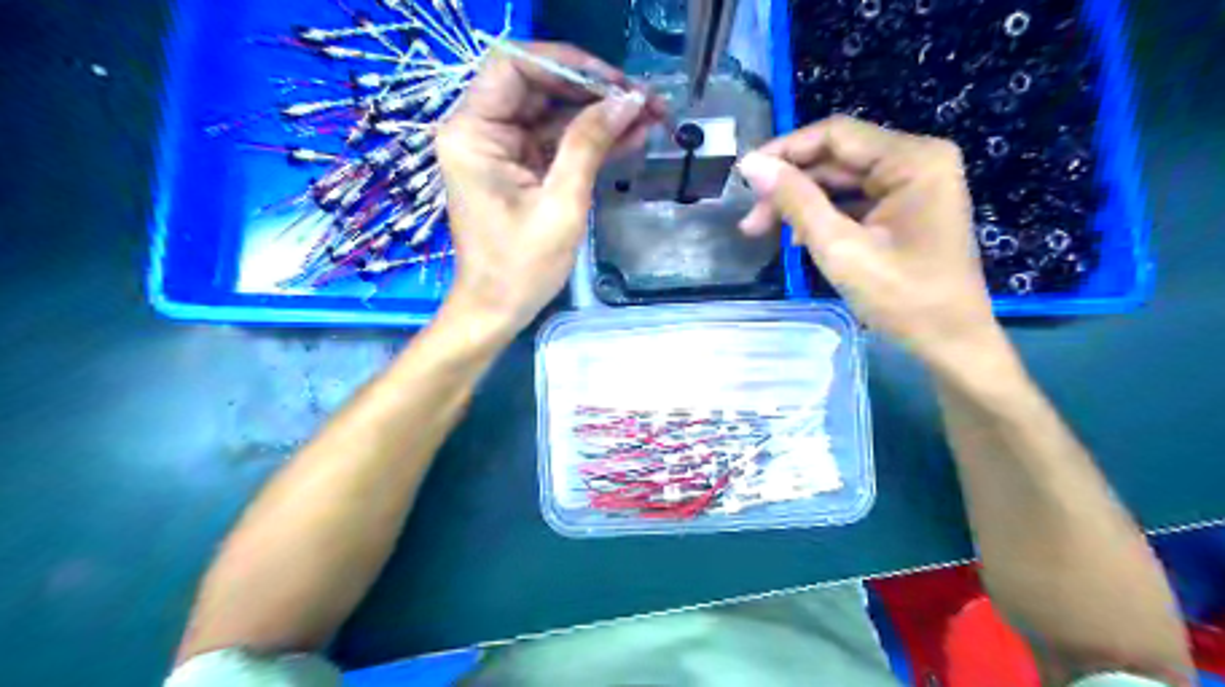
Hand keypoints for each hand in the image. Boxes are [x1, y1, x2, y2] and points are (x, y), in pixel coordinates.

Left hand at [437, 40, 664, 335]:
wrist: (499, 309)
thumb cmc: (521, 266)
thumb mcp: (561, 203)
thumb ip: (589, 144)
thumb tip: (629, 100)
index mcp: (473, 132)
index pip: (515, 66)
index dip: (568, 66)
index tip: (616, 83)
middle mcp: (481, 131)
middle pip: (539, 87)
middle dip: (594, 91)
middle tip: (645, 101)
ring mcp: (500, 150)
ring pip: (553, 114)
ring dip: (599, 116)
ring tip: (650, 118)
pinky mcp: (518, 169)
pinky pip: (555, 142)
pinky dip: (590, 141)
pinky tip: (630, 137)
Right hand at [737, 116, 1005, 368]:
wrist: (950, 343)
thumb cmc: (902, 298)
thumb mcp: (841, 248)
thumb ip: (796, 201)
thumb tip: (752, 165)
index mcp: (913, 159)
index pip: (835, 134)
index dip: (785, 151)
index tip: (745, 176)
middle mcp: (917, 160)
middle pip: (837, 159)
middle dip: (791, 186)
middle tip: (751, 221)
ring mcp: (914, 186)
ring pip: (842, 181)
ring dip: (803, 203)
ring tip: (765, 232)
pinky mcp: (906, 209)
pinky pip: (855, 201)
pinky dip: (824, 217)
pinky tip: (799, 239)